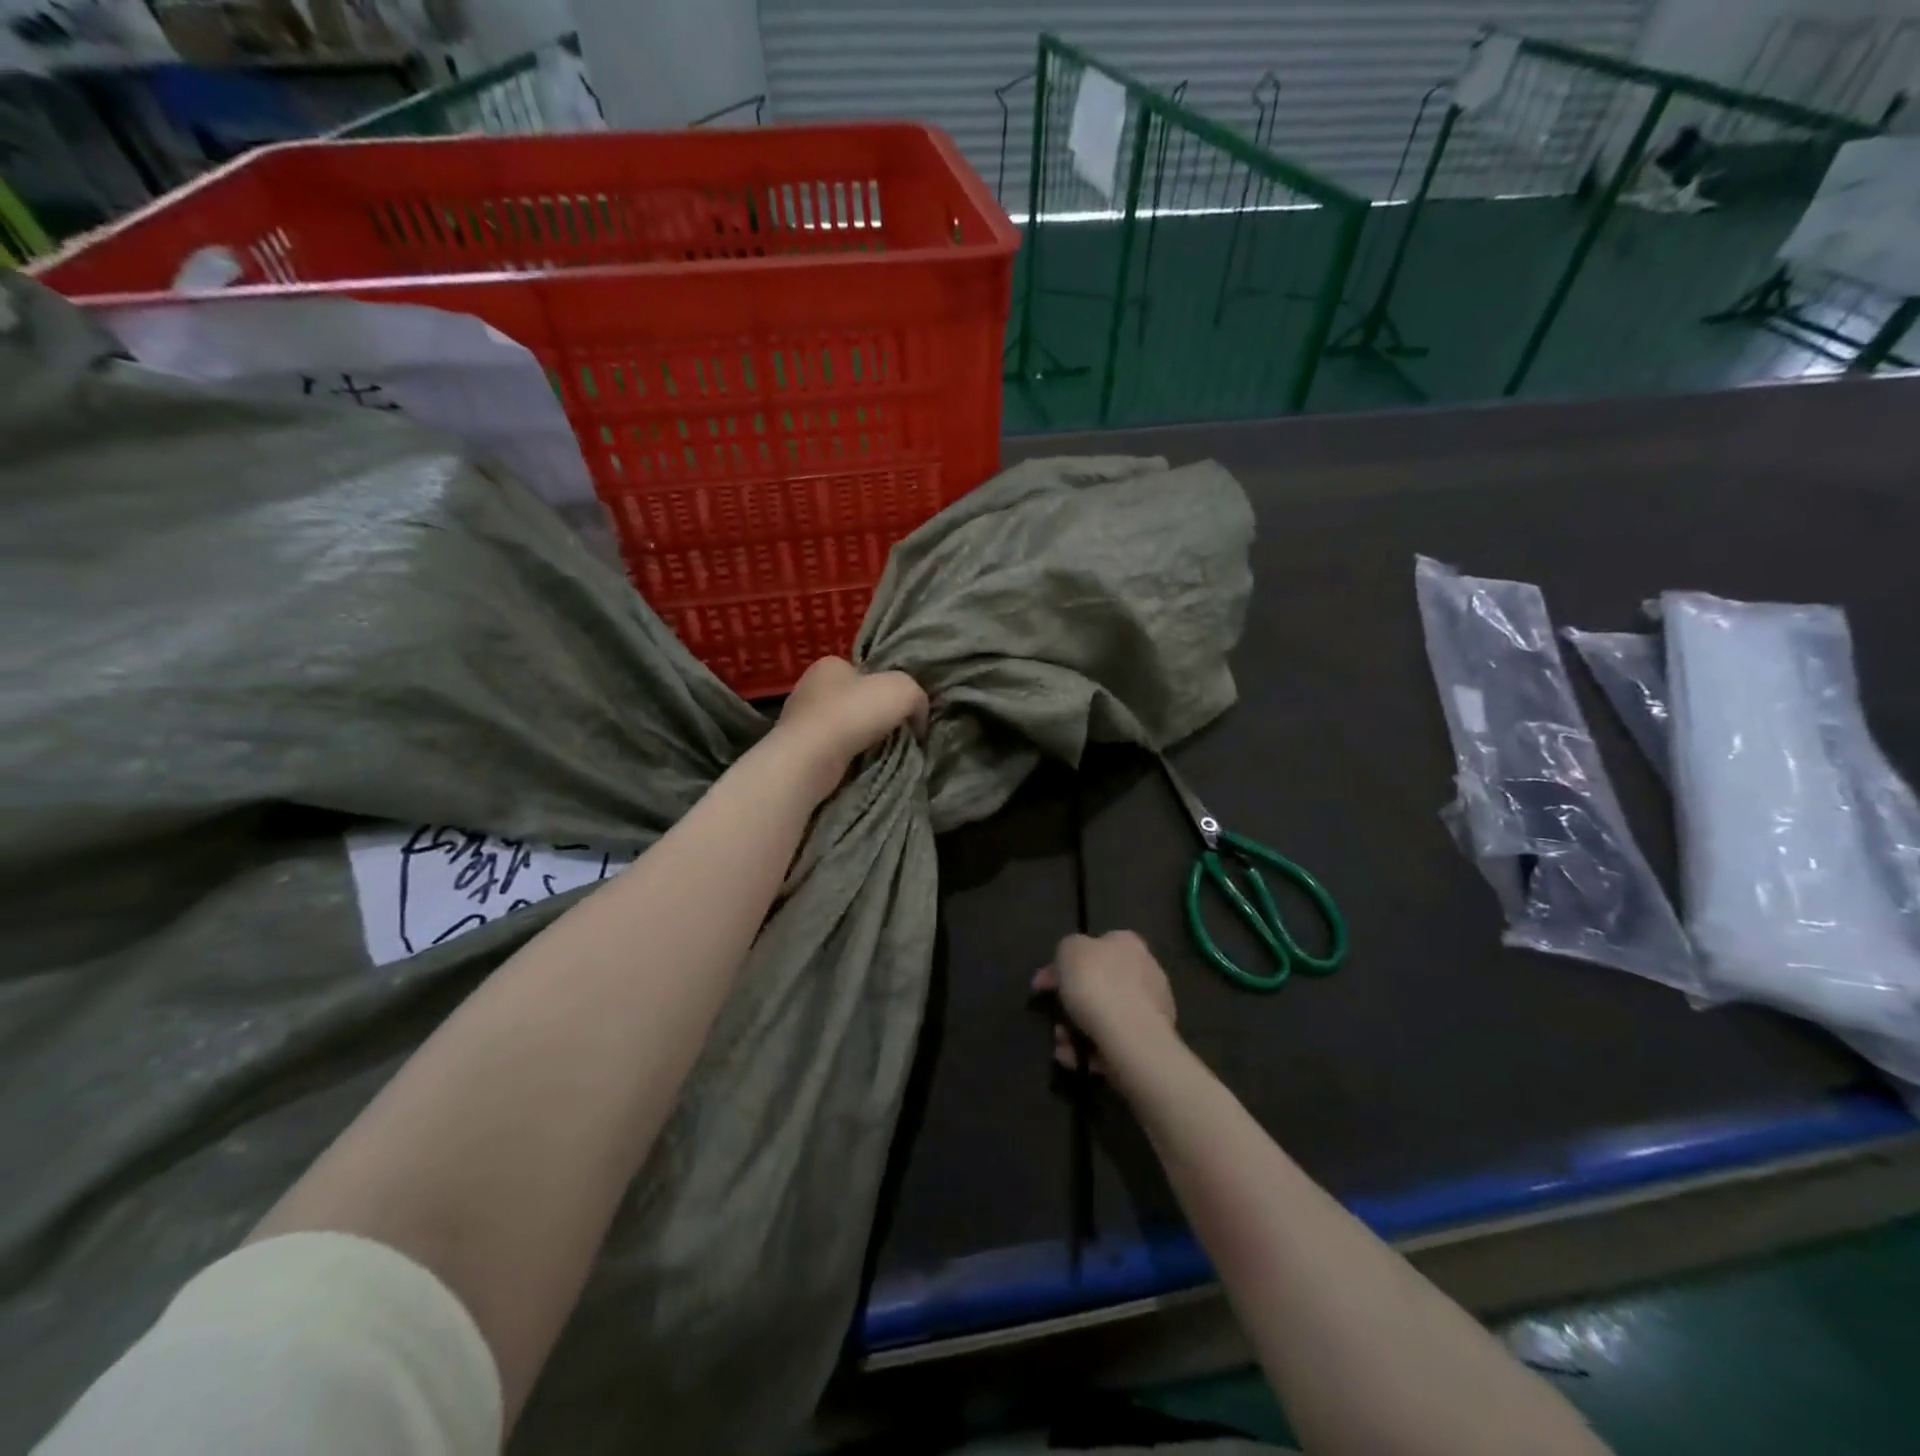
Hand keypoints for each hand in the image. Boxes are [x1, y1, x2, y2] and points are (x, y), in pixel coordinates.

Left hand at [771, 657, 928, 795]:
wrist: (811, 758)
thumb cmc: (854, 712)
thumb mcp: (904, 690)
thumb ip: (918, 698)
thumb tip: (918, 720)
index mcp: (829, 665)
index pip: (862, 672)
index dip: (884, 688)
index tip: (899, 709)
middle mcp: (809, 687)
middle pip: (852, 699)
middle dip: (871, 715)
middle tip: (894, 733)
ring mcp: (798, 719)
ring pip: (840, 726)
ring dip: (858, 739)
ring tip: (879, 754)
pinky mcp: (796, 749)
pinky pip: (829, 749)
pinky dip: (844, 756)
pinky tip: (857, 765)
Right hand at [1033, 931, 1177, 1071]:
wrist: (1130, 1037)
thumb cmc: (1097, 984)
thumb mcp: (1068, 950)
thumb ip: (1066, 950)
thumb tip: (1066, 967)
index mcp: (1128, 944)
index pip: (1097, 946)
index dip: (1068, 963)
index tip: (1046, 984)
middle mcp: (1145, 971)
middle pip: (1099, 984)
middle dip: (1071, 1002)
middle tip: (1052, 1016)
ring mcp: (1151, 1008)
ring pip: (1103, 1016)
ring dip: (1075, 1030)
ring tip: (1061, 1044)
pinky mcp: (1150, 1042)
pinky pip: (1112, 1041)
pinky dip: (1091, 1050)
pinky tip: (1076, 1058)